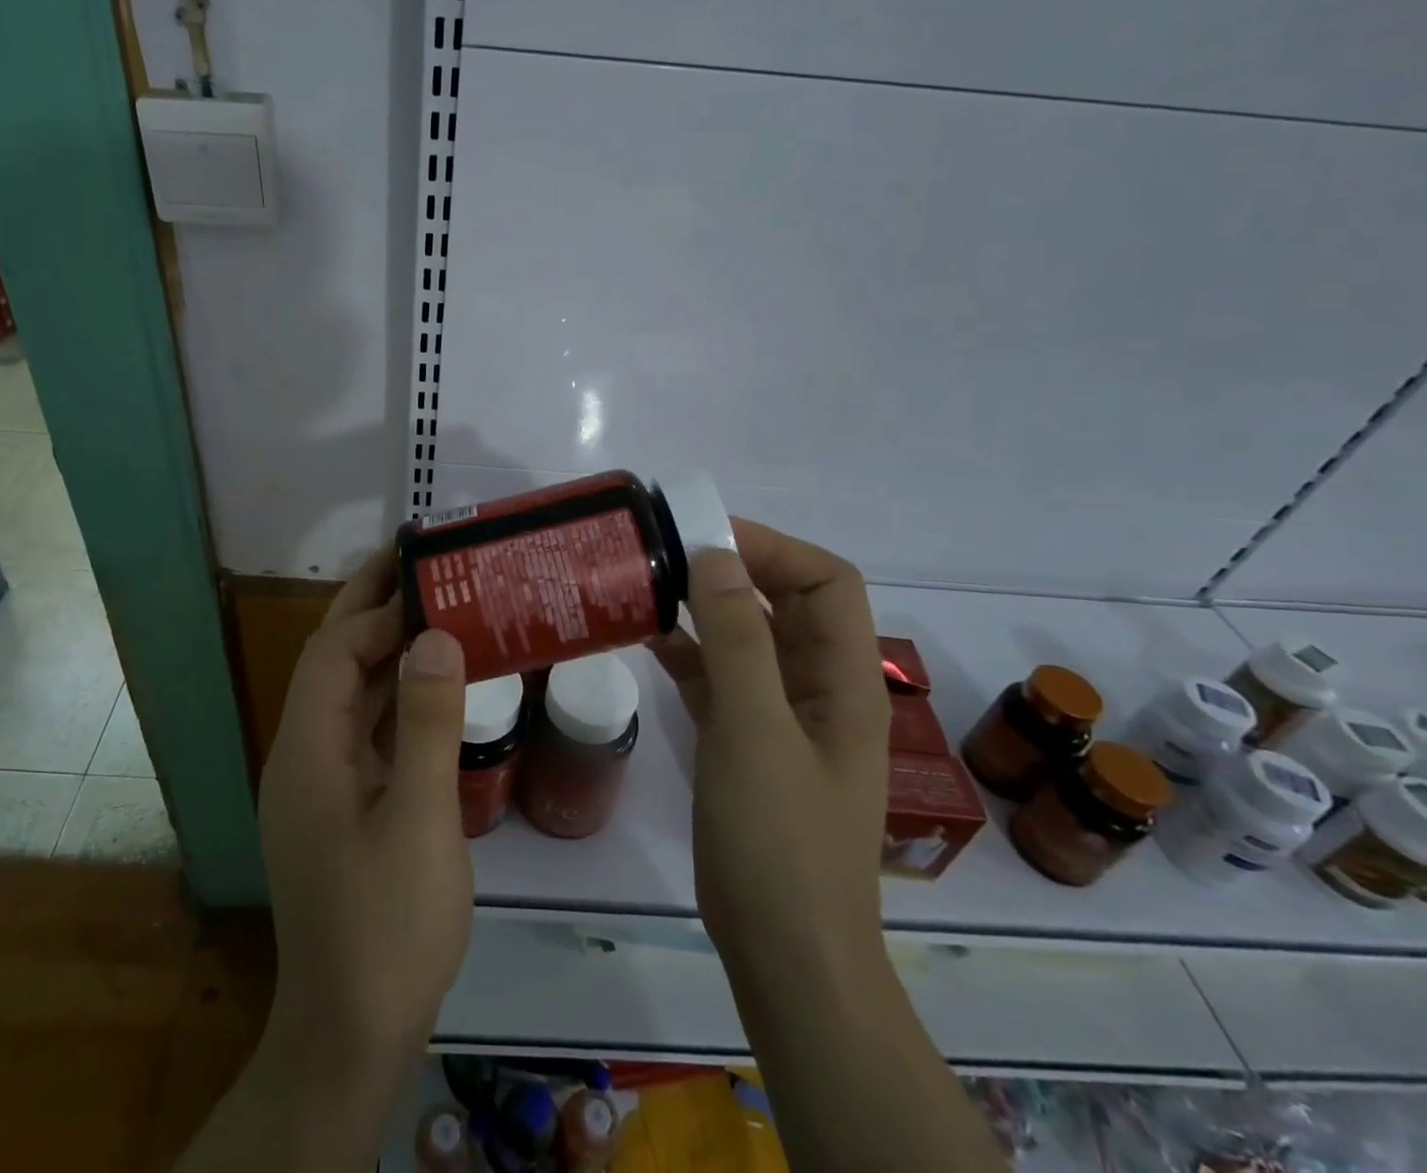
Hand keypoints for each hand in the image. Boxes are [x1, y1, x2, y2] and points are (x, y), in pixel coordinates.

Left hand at [256, 545, 471, 1081]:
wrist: (352, 1033)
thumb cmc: (387, 925)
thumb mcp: (420, 821)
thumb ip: (428, 723)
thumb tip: (435, 636)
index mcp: (307, 750)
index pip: (332, 653)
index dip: (376, 612)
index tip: (429, 582)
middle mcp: (304, 754)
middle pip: (332, 661)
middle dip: (368, 607)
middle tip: (418, 561)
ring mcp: (321, 780)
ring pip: (350, 692)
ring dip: (386, 647)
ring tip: (434, 605)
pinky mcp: (343, 802)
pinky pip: (367, 728)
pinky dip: (396, 694)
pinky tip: (434, 683)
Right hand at [651, 520, 888, 965]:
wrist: (784, 955)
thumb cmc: (779, 840)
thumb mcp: (754, 730)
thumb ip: (736, 639)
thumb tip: (716, 555)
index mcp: (845, 679)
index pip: (827, 582)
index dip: (774, 548)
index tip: (706, 538)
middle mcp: (819, 688)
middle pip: (785, 603)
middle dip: (733, 570)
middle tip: (666, 553)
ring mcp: (782, 717)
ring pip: (748, 639)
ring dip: (705, 609)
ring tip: (649, 586)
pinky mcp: (747, 743)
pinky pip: (721, 678)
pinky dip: (689, 652)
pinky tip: (647, 639)